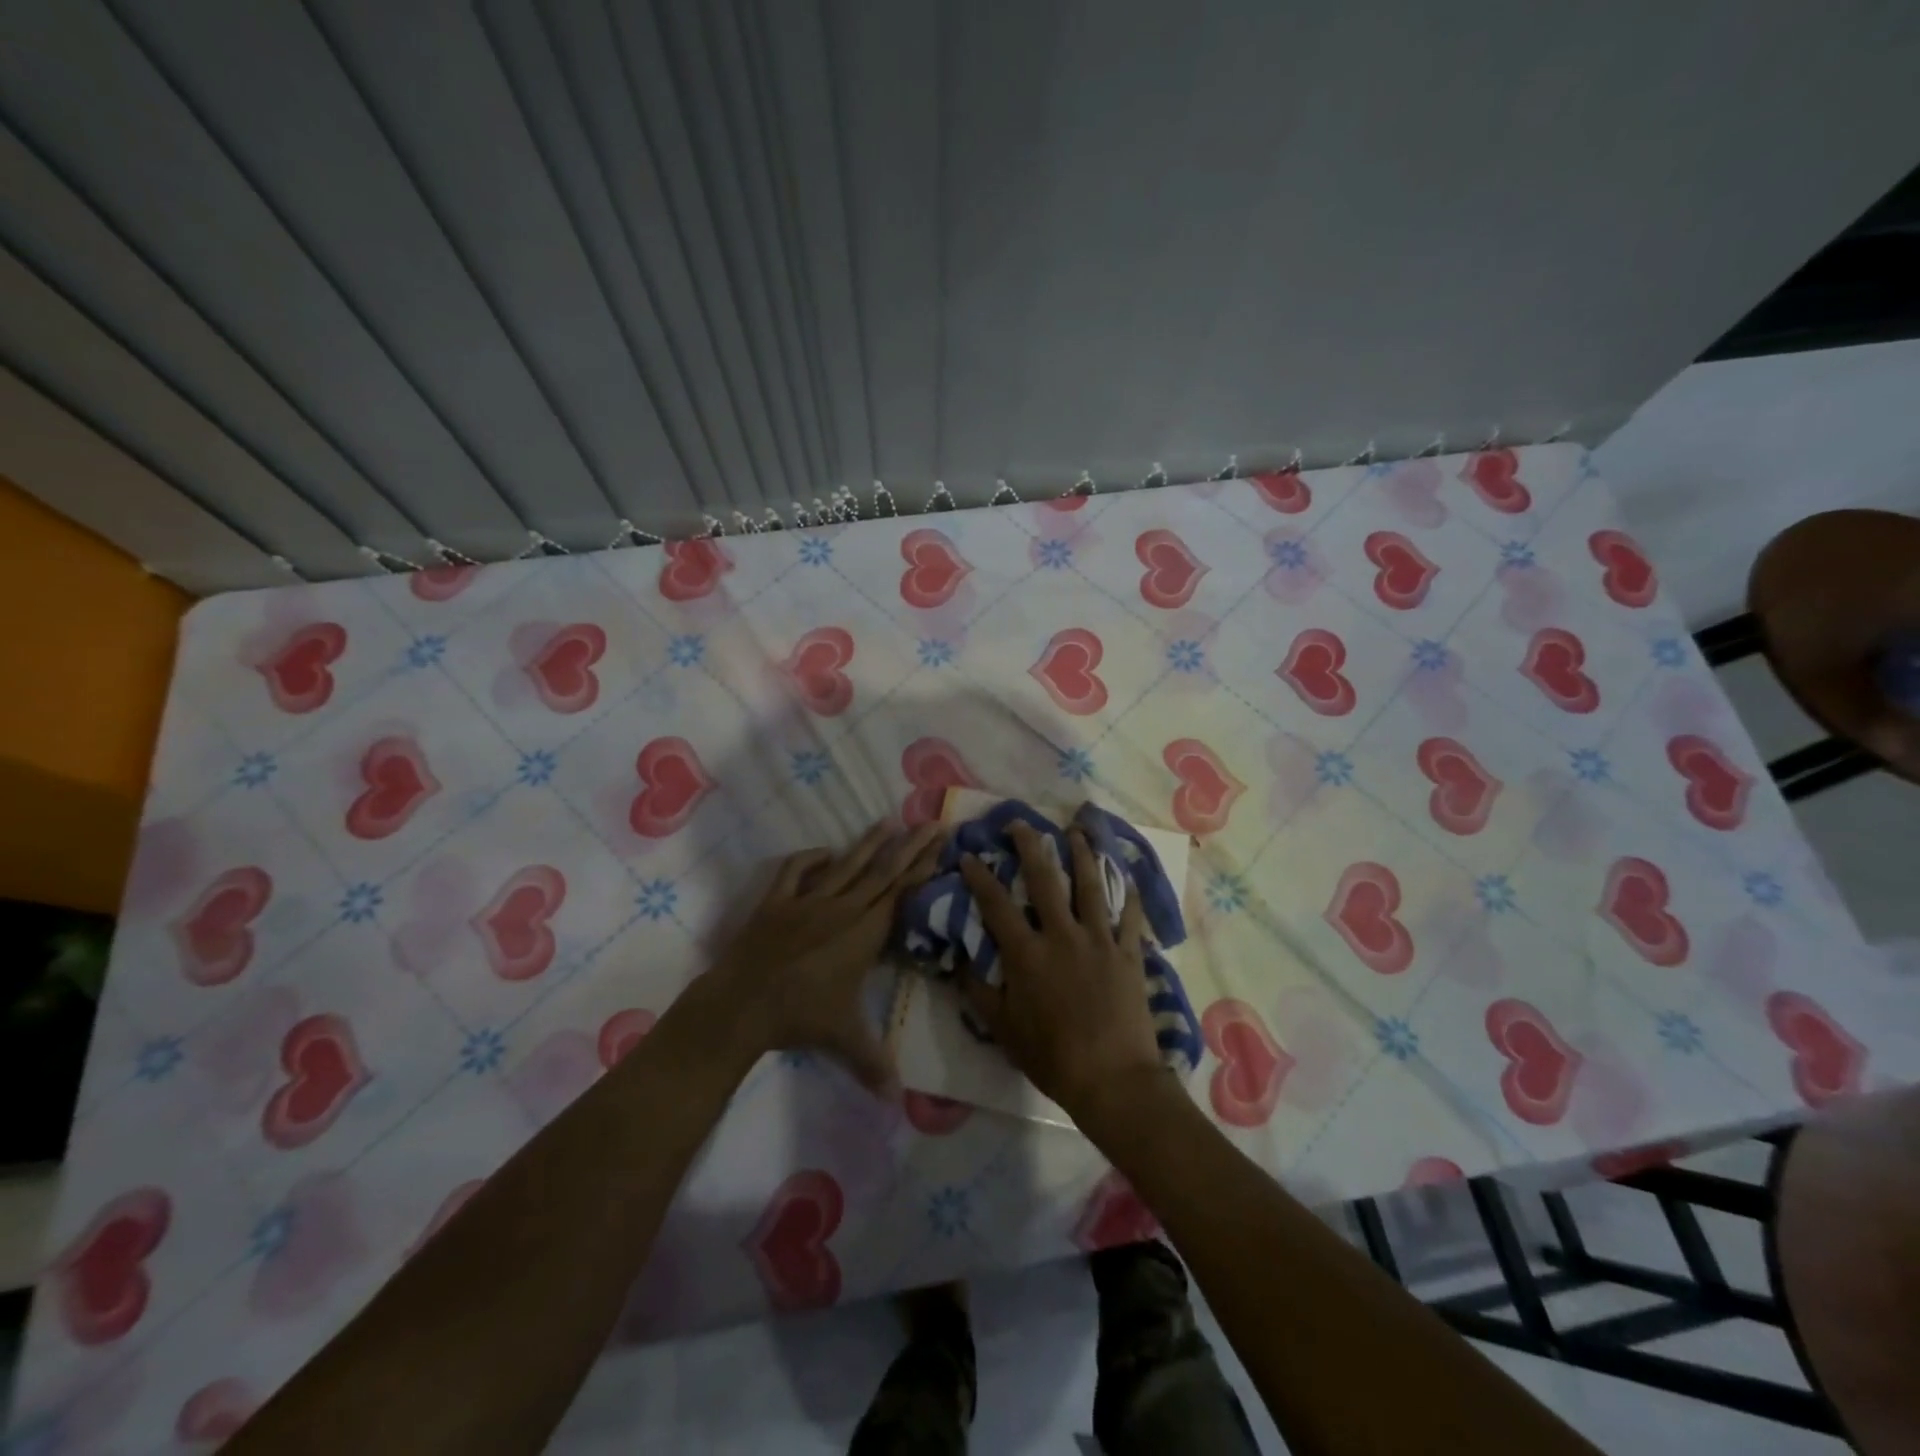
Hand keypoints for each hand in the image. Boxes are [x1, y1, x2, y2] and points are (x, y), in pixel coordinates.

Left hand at [712, 819, 943, 1096]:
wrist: (742, 1003)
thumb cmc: (799, 1017)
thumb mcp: (843, 1038)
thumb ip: (873, 1063)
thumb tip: (898, 1101)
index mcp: (864, 932)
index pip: (901, 893)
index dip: (923, 867)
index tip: (941, 843)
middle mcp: (842, 908)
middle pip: (882, 871)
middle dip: (910, 846)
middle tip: (931, 822)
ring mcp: (807, 900)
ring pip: (846, 865)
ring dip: (869, 843)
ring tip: (888, 822)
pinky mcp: (776, 901)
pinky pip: (796, 871)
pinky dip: (811, 858)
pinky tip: (825, 852)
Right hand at [959, 822, 1170, 1119]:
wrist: (1113, 1080)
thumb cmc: (1053, 1057)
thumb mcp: (1004, 1029)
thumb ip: (980, 992)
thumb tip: (960, 962)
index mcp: (1027, 954)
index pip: (996, 905)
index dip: (980, 877)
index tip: (970, 856)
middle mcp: (1061, 935)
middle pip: (1044, 880)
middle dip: (1029, 847)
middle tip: (1020, 824)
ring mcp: (1099, 940)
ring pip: (1090, 886)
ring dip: (1081, 854)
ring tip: (1075, 831)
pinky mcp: (1129, 953)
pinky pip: (1129, 916)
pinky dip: (1128, 895)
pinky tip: (1127, 877)